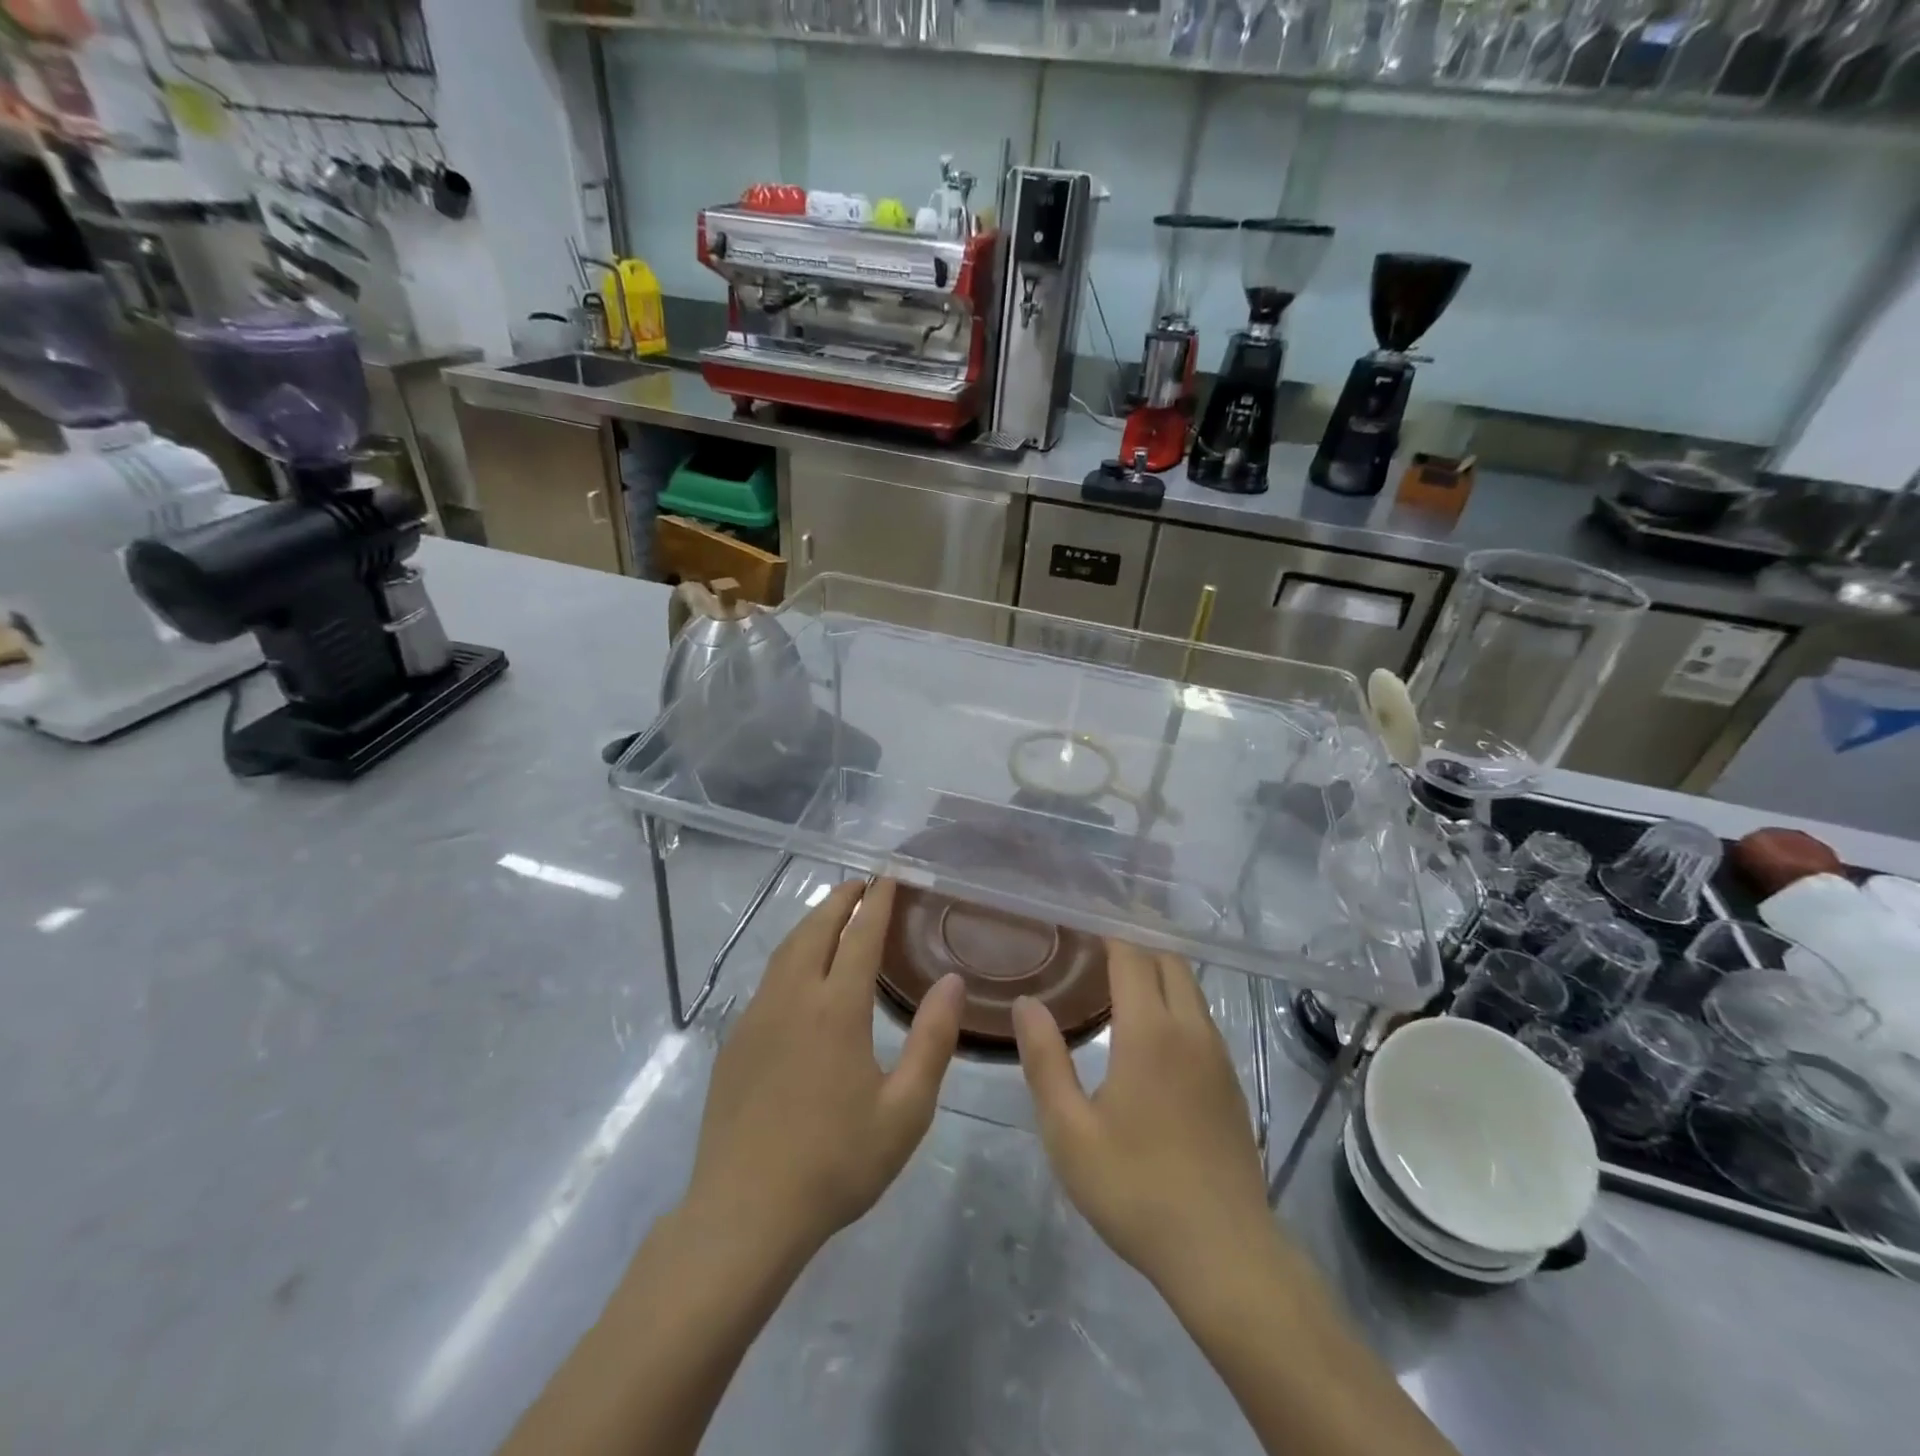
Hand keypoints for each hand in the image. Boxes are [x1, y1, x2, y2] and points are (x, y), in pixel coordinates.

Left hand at [684, 879, 964, 1270]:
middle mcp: (793, 999)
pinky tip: (799, 973)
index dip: (877, 903)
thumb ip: (933, 1040)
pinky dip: (791, 955)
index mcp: (836, 1009)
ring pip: (786, 950)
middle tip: (861, 884)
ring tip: (832, 914)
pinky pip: (769, 979)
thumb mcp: (905, 1110)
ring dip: (812, 923)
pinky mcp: (736, 1041)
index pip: (860, 936)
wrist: (743, 1213)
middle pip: (816, 930)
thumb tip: (952, 982)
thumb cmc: (835, 1163)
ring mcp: (757, 1017)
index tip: (888, 877)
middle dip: (840, 900)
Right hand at [1013, 943, 1279, 1306]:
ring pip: (1189, 986)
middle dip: (1137, 934)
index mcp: (1150, 1032)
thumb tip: (1027, 1003)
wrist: (1225, 1254)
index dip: (1110, 926)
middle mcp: (1190, 1029)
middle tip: (1098, 927)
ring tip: (1119, 963)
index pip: (1133, 954)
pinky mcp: (1230, 1080)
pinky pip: (1200, 1015)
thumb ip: (1045, 1060)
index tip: (1083, 910)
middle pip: (1168, 959)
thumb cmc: (1136, 1189)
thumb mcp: (1069, 1131)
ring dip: (1158, 964)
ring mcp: (1217, 1054)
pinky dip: (1174, 995)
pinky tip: (1151, 1020)